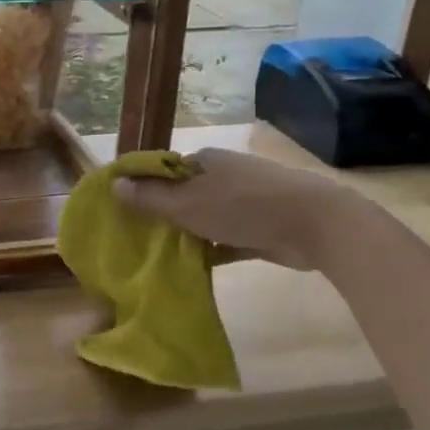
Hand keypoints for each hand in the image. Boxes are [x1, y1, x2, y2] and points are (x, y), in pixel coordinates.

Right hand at [111, 146, 367, 271]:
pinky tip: (191, 268)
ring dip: (187, 235)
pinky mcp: (260, 228)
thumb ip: (150, 198)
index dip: (143, 188)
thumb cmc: (243, 206)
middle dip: (164, 215)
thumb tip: (114, 184)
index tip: (123, 211)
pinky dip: (211, 251)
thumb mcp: (187, 203)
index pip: (164, 170)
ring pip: (205, 219)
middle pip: (183, 195)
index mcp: (204, 160)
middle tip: (137, 239)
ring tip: (158, 258)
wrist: (315, 224)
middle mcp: (223, 176)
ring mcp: (244, 202)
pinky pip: (226, 240)